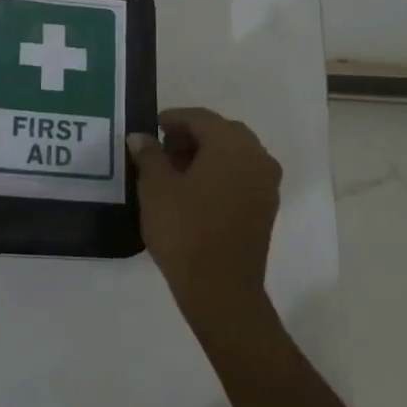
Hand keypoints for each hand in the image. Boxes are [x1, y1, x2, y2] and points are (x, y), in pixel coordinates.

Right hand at [127, 107, 281, 323]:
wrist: (221, 289)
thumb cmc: (185, 230)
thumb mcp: (156, 188)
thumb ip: (149, 155)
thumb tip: (141, 137)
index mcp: (231, 144)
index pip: (200, 118)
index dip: (172, 119)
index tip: (150, 128)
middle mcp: (256, 156)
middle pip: (220, 133)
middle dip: (190, 137)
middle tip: (161, 151)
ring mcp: (266, 183)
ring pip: (233, 154)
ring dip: (206, 155)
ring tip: (174, 173)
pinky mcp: (266, 207)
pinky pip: (241, 175)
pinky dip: (219, 174)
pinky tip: (194, 191)